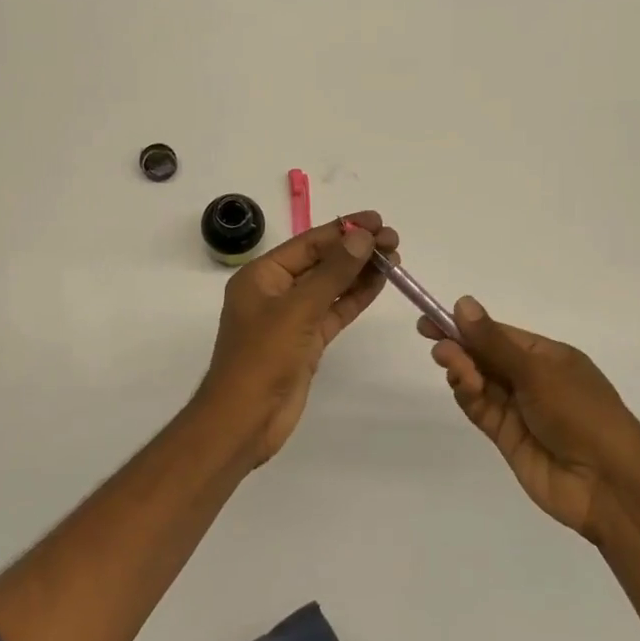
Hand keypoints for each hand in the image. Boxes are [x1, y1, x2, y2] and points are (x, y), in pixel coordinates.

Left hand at [198, 211, 398, 466]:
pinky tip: (380, 283)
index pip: (308, 244)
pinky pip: (334, 312)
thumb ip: (333, 272)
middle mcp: (275, 292)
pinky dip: (356, 298)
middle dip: (356, 250)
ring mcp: (292, 318)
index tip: (378, 221)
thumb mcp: (298, 309)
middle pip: (321, 262)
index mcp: (261, 276)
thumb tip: (362, 237)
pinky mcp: (306, 342)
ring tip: (394, 257)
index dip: (343, 230)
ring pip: (331, 287)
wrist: (245, 419)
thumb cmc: (262, 358)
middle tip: (393, 240)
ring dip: (360, 272)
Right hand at [420, 297, 639, 542]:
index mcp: (548, 356)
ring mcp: (519, 409)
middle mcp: (532, 379)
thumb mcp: (537, 372)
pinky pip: (480, 409)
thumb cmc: (581, 414)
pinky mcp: (507, 437)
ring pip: (479, 382)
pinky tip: (463, 386)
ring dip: (462, 371)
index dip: (465, 326)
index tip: (431, 320)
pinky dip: (467, 396)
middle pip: (485, 357)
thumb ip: (494, 342)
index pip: (498, 334)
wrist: (607, 484)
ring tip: (453, 367)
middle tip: (438, 347)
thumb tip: (463, 303)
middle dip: (460, 348)